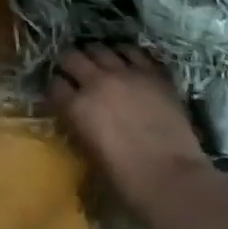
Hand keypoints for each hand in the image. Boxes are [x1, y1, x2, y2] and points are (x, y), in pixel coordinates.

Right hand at [48, 45, 212, 223]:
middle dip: (68, 62)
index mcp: (77, 107)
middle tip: (73, 70)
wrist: (173, 179)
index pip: (55, 84)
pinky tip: (125, 62)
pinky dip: (124, 54)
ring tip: (98, 62)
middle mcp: (97, 82)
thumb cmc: (127, 180)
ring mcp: (126, 74)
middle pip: (71, 56)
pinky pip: (132, 51)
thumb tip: (79, 116)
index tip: (60, 92)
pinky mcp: (152, 73)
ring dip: (95, 55)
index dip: (56, 87)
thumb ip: (80, 126)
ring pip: (100, 48)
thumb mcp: (90, 154)